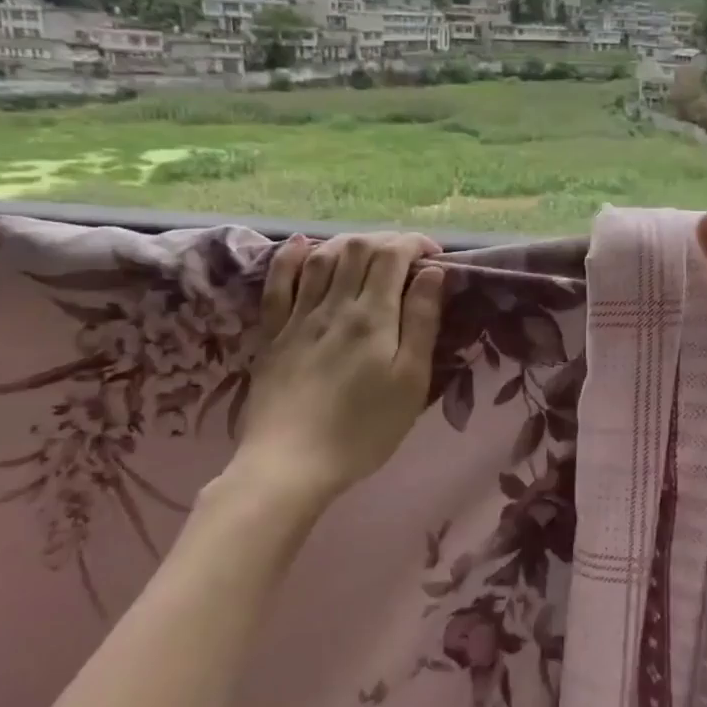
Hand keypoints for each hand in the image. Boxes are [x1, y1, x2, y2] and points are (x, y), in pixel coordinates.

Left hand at [226, 232, 444, 507]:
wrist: (290, 465)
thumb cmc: (364, 429)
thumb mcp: (411, 381)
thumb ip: (421, 322)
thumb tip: (433, 273)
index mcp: (372, 316)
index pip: (393, 255)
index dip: (415, 244)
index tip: (434, 256)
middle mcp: (334, 305)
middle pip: (358, 249)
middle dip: (386, 241)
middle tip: (406, 258)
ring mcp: (298, 318)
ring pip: (322, 258)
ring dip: (348, 244)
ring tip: (367, 252)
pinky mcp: (272, 335)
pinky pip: (277, 284)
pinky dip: (290, 258)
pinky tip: (301, 245)